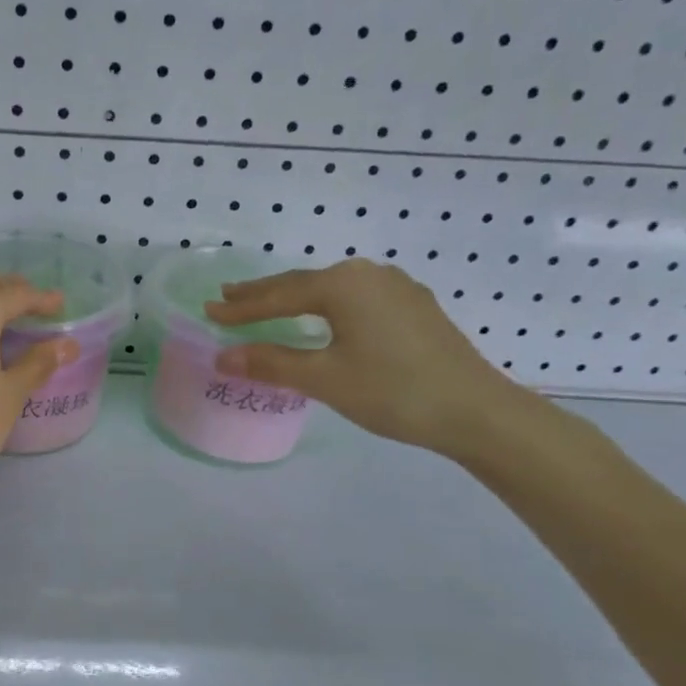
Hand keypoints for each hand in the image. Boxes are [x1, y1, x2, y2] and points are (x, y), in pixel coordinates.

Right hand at [204, 258, 523, 455]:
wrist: (477, 410)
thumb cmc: (393, 391)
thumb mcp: (325, 378)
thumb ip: (271, 363)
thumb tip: (222, 356)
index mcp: (343, 284)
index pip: (278, 295)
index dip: (241, 307)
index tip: (208, 311)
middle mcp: (369, 274)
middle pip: (303, 283)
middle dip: (263, 294)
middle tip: (227, 297)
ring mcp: (397, 288)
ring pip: (331, 290)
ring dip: (295, 299)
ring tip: (267, 305)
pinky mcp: (414, 307)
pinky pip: (355, 299)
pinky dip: (326, 307)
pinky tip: (324, 316)